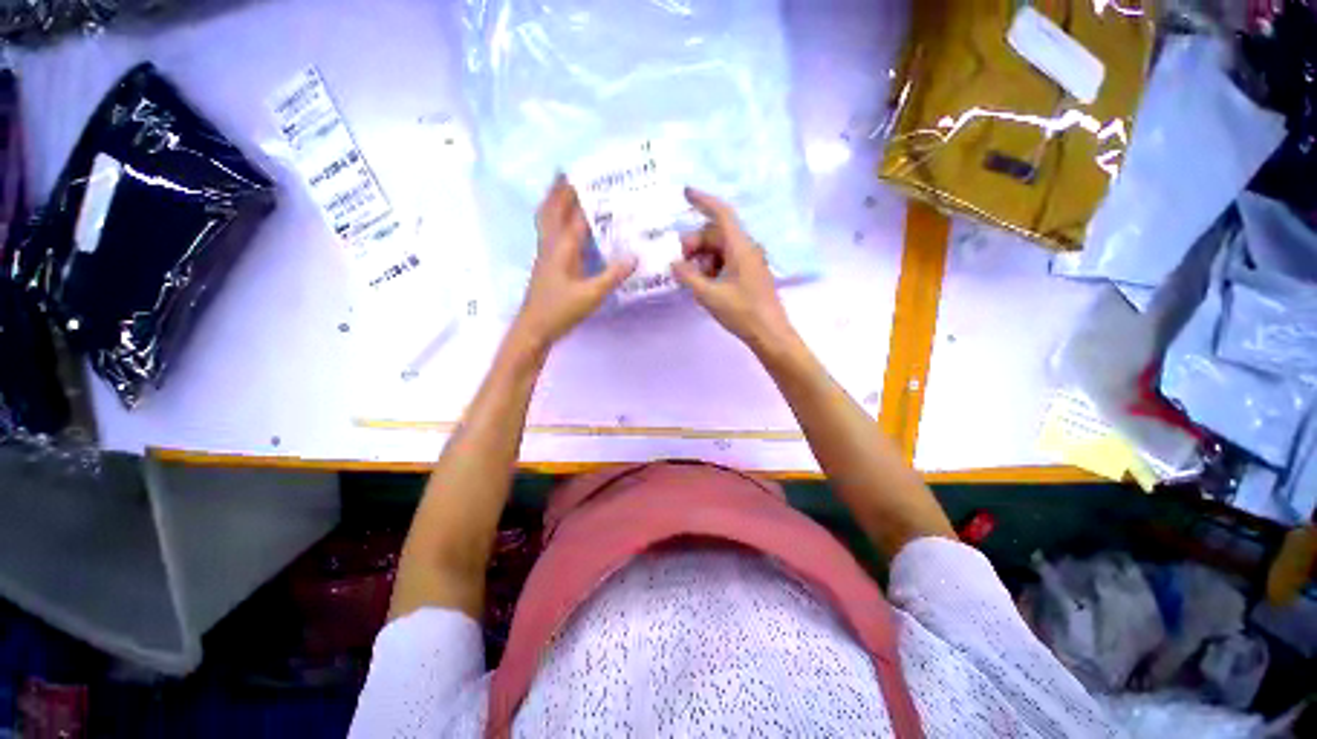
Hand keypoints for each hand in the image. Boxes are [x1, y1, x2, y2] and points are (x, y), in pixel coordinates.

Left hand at [511, 176, 636, 353]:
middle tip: (569, 173)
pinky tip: (563, 225)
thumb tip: (634, 256)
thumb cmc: (561, 310)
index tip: (593, 177)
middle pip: (551, 210)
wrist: (535, 327)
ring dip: (552, 202)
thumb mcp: (592, 295)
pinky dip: (553, 219)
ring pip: (545, 220)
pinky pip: (548, 232)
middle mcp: (551, 245)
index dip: (585, 197)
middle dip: (559, 190)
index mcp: (563, 248)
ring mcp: (545, 254)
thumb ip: (613, 275)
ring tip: (561, 190)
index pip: (575, 216)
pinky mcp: (545, 264)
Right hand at [672, 188, 795, 354]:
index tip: (685, 193)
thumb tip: (674, 263)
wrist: (770, 334)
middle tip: (680, 264)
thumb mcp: (709, 295)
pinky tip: (705, 285)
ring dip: (703, 258)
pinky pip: (727, 261)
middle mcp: (746, 249)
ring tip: (693, 280)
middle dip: (695, 243)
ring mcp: (750, 262)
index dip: (703, 201)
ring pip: (720, 249)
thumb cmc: (742, 312)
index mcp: (740, 247)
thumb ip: (688, 276)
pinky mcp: (750, 274)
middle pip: (716, 234)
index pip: (721, 214)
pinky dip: (712, 267)